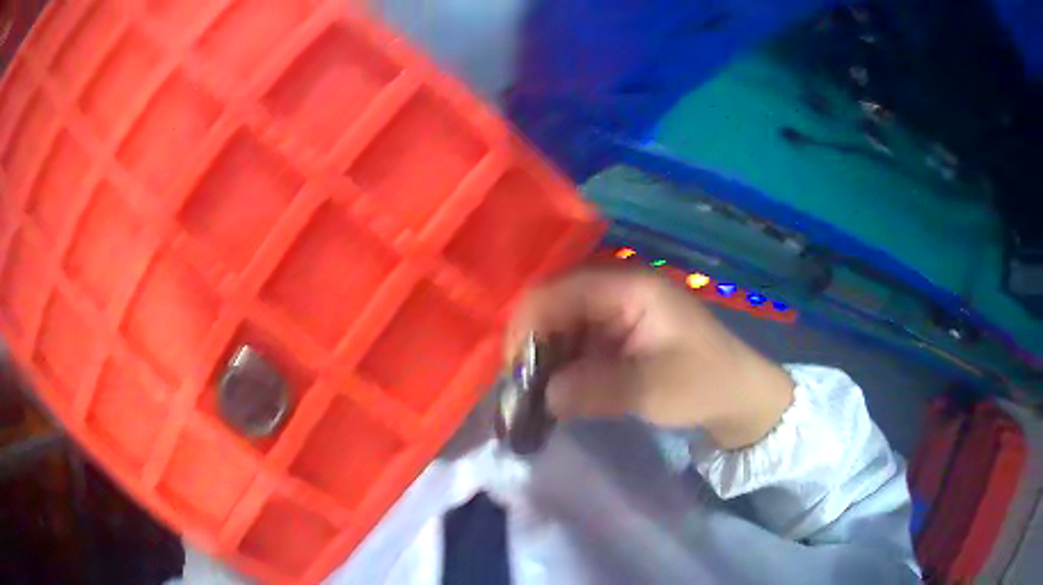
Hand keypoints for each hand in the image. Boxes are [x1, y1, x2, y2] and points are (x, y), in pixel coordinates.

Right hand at [506, 266, 793, 449]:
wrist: (738, 396)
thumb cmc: (703, 384)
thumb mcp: (653, 390)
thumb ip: (595, 389)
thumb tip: (543, 395)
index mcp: (629, 287)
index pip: (559, 291)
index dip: (527, 325)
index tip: (513, 370)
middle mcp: (618, 290)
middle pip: (555, 305)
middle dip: (532, 344)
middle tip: (520, 387)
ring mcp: (618, 311)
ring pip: (562, 325)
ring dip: (545, 358)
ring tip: (532, 394)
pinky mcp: (619, 334)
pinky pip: (577, 342)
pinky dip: (562, 365)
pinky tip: (555, 391)